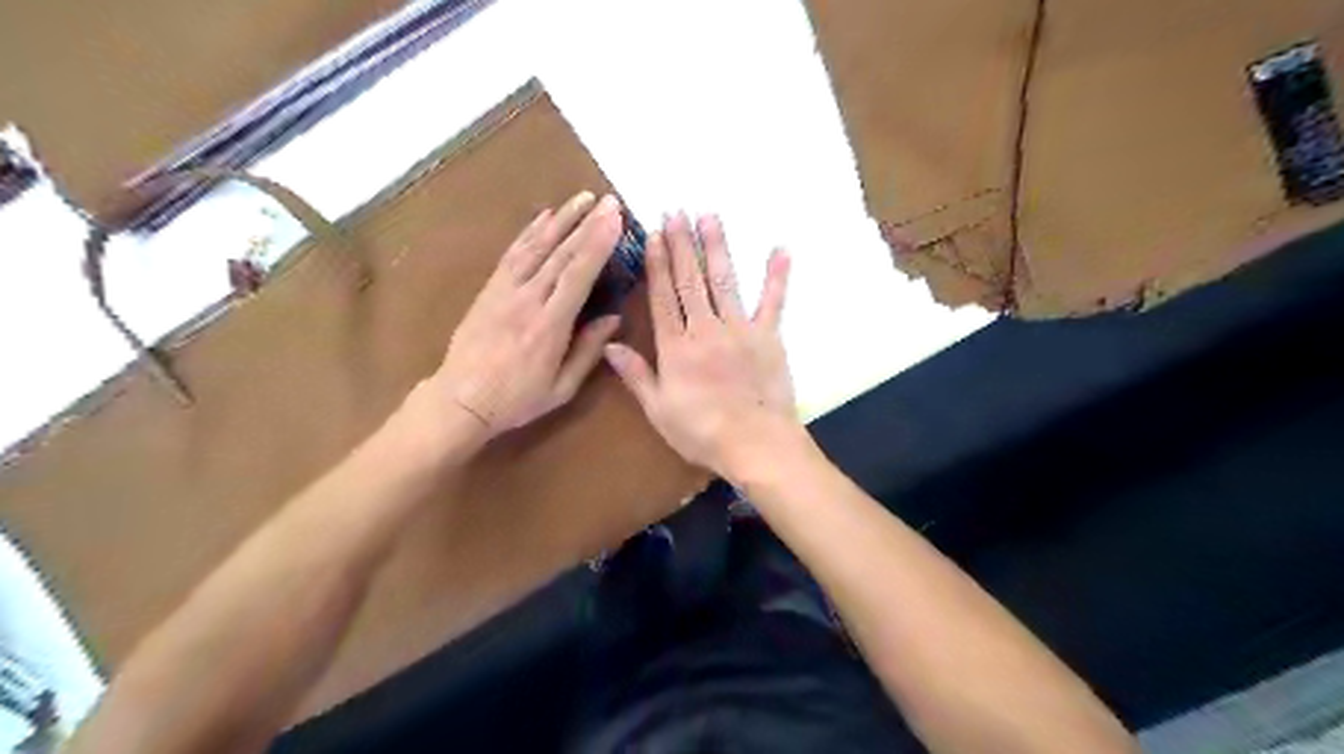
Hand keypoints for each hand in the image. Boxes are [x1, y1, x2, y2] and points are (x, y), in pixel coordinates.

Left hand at [427, 190, 626, 444]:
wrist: (459, 400)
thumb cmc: (516, 399)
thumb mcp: (561, 388)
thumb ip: (588, 351)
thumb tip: (614, 318)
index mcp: (549, 326)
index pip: (577, 276)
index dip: (598, 245)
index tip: (616, 220)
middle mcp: (527, 300)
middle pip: (560, 254)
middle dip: (588, 224)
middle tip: (610, 201)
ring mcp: (505, 291)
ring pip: (536, 246)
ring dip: (562, 219)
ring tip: (583, 198)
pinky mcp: (490, 289)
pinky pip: (513, 254)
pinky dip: (530, 232)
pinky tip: (545, 216)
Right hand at [606, 216, 801, 480]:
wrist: (754, 444)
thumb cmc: (701, 432)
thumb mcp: (658, 409)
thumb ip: (636, 374)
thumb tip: (610, 344)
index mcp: (676, 347)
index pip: (663, 297)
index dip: (658, 264)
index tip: (655, 234)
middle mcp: (705, 329)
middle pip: (690, 281)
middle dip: (683, 244)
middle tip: (677, 211)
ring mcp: (739, 329)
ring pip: (724, 281)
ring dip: (716, 247)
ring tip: (709, 215)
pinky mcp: (769, 337)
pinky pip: (773, 302)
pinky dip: (777, 276)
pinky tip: (780, 249)